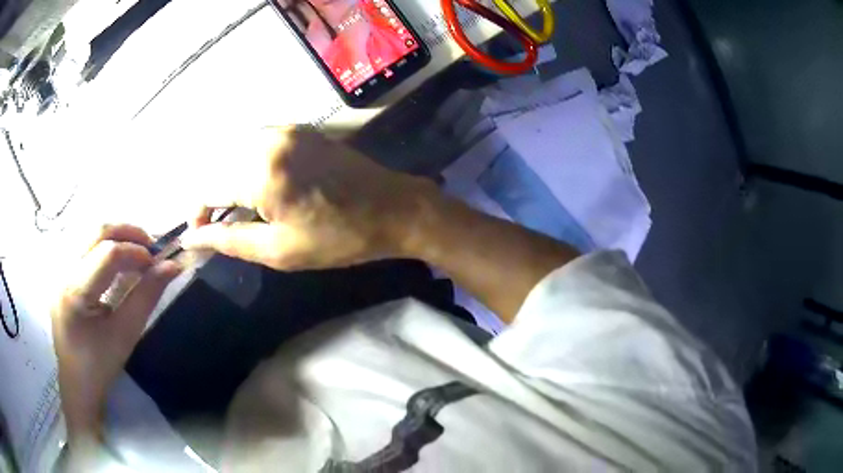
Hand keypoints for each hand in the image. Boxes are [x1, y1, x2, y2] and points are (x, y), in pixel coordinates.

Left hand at [52, 225, 180, 439]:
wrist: (76, 382)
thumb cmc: (100, 366)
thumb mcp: (126, 334)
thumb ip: (146, 296)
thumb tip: (172, 266)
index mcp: (74, 293)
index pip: (106, 254)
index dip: (135, 251)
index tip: (157, 261)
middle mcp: (61, 272)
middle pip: (95, 231)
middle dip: (126, 232)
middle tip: (149, 247)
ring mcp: (57, 268)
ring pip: (88, 230)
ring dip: (115, 234)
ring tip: (134, 250)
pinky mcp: (59, 270)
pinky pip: (82, 241)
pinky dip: (103, 242)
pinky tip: (114, 257)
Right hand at [183, 127, 438, 270]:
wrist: (393, 208)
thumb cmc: (338, 237)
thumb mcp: (278, 250)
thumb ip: (228, 240)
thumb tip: (190, 238)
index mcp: (261, 170)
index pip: (207, 186)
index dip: (197, 213)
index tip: (199, 234)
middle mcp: (269, 139)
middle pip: (218, 165)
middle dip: (212, 197)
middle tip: (219, 227)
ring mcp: (286, 129)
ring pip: (235, 153)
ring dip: (229, 180)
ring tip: (239, 211)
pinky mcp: (300, 129)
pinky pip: (258, 144)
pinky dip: (248, 165)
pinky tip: (258, 188)